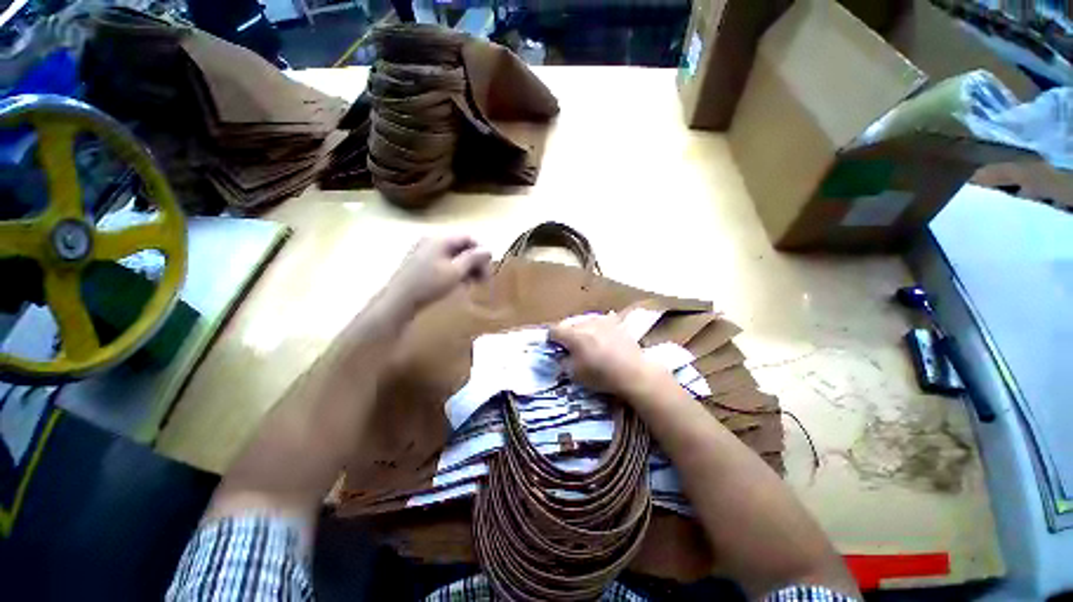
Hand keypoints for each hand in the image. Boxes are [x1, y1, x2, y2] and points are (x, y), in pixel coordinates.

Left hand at [383, 235, 490, 315]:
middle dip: (474, 262)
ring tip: (472, 285)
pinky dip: (454, 272)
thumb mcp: (456, 272)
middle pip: (461, 247)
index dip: (481, 252)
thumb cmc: (429, 285)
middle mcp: (432, 241)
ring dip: (466, 269)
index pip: (468, 238)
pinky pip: (443, 263)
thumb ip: (473, 259)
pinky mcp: (420, 264)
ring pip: (453, 256)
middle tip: (483, 280)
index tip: (488, 269)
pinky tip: (458, 285)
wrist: (398, 301)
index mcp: (440, 239)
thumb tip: (488, 250)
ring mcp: (424, 252)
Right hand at [549, 313, 673, 401]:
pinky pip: (600, 321)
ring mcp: (602, 320)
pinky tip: (601, 337)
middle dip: (566, 334)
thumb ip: (563, 361)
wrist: (633, 373)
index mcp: (573, 335)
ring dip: (581, 330)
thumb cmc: (601, 375)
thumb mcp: (575, 374)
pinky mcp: (615, 323)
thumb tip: (561, 355)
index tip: (554, 347)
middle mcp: (586, 323)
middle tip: (570, 347)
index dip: (551, 339)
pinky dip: (596, 328)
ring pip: (584, 321)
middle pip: (569, 324)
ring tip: (587, 342)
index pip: (554, 330)